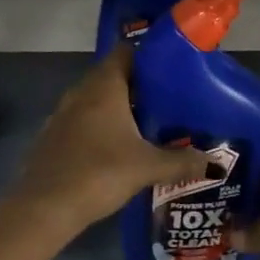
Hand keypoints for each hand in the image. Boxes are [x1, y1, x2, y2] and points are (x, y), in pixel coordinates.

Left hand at [11, 48, 211, 237]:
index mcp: (104, 86)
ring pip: (96, 100)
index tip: (171, 69)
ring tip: (146, 124)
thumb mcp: (147, 167)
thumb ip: (181, 161)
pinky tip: (116, 148)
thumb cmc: (99, 173)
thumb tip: (215, 161)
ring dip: (117, 107)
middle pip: (112, 75)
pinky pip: (82, 120)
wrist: (44, 207)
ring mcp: (63, 114)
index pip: (126, 52)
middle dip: (138, 86)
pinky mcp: (53, 136)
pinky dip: (100, 126)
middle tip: (167, 100)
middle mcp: (81, 91)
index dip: (148, 56)